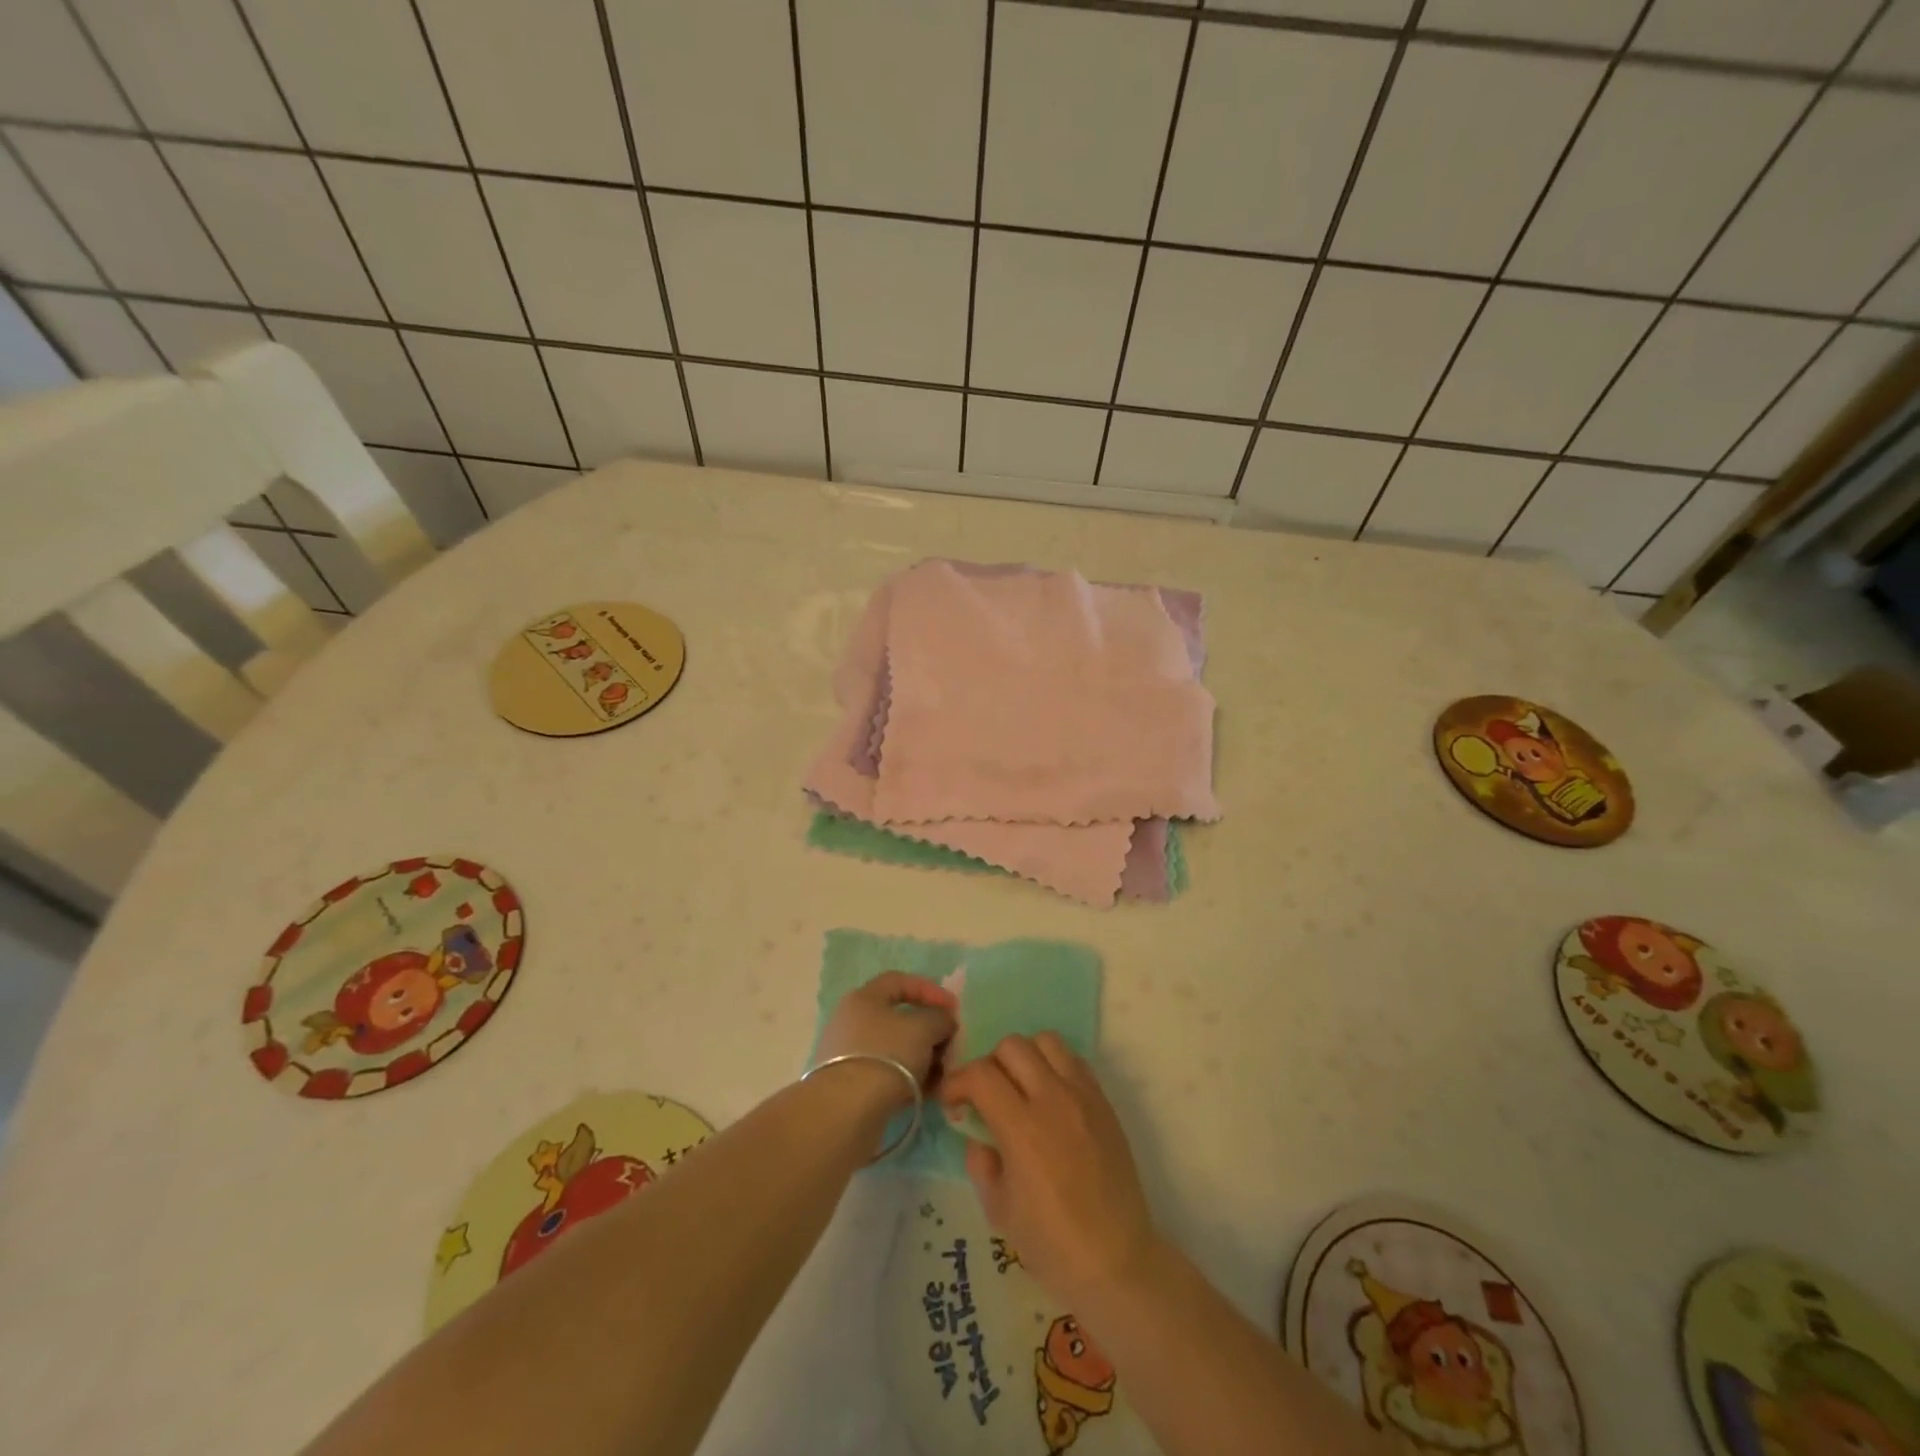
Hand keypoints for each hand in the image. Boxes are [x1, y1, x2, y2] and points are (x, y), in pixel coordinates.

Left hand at [813, 972, 956, 1109]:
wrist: (847, 1111)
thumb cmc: (887, 1055)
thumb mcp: (923, 1028)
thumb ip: (939, 1018)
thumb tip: (943, 1021)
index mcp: (864, 998)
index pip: (900, 981)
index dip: (930, 990)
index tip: (953, 1009)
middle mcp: (852, 1021)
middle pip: (899, 1018)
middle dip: (929, 1030)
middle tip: (950, 1044)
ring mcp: (850, 1055)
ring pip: (895, 1048)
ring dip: (922, 1057)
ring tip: (944, 1073)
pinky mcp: (852, 1086)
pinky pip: (888, 1073)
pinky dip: (909, 1078)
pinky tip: (928, 1092)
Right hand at [940, 1033, 1158, 1309]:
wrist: (1117, 1261)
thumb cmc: (1052, 1244)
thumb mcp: (999, 1209)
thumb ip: (981, 1161)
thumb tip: (976, 1132)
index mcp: (1022, 1129)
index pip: (980, 1075)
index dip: (957, 1082)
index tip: (952, 1102)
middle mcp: (1053, 1099)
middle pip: (1012, 1046)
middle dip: (989, 1064)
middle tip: (986, 1095)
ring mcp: (1083, 1096)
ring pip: (1047, 1041)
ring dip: (1025, 1056)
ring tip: (1020, 1088)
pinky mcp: (1104, 1102)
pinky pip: (1075, 1061)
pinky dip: (1054, 1065)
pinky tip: (1050, 1097)